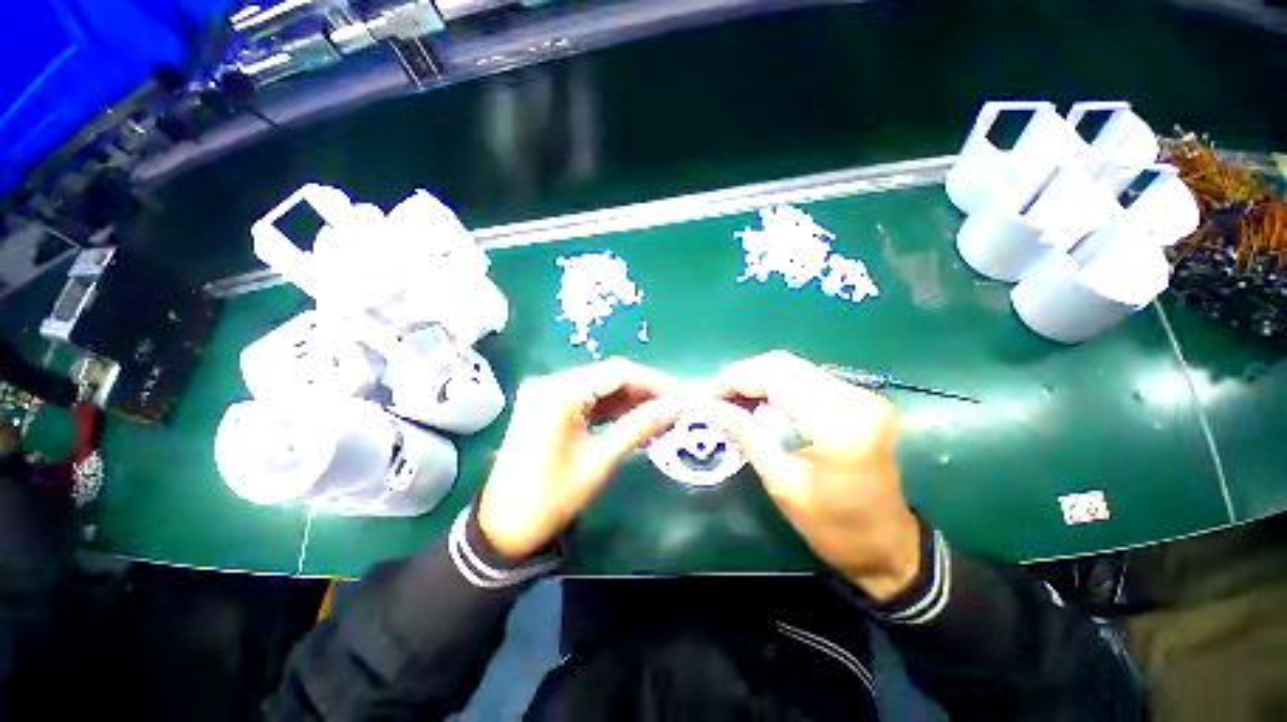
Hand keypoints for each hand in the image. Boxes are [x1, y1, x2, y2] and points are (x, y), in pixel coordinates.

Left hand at [478, 358, 680, 559]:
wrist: (503, 528)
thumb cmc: (551, 499)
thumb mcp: (600, 461)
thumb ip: (638, 427)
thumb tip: (674, 408)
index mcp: (560, 392)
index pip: (618, 373)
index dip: (654, 382)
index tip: (681, 396)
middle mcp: (551, 382)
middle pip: (609, 376)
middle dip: (645, 390)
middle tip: (675, 407)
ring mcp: (547, 392)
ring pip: (601, 386)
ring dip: (631, 399)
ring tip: (661, 415)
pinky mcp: (548, 406)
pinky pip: (588, 399)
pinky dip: (613, 408)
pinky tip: (635, 419)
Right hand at [696, 351, 919, 600]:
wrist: (887, 546)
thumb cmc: (834, 527)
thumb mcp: (782, 483)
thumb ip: (745, 435)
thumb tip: (707, 405)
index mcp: (839, 423)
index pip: (776, 377)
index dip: (735, 379)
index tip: (705, 395)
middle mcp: (855, 398)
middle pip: (784, 364)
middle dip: (742, 376)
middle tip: (714, 397)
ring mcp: (860, 395)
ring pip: (792, 367)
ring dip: (756, 379)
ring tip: (729, 399)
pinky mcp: (857, 399)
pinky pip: (805, 378)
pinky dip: (774, 385)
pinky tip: (756, 401)